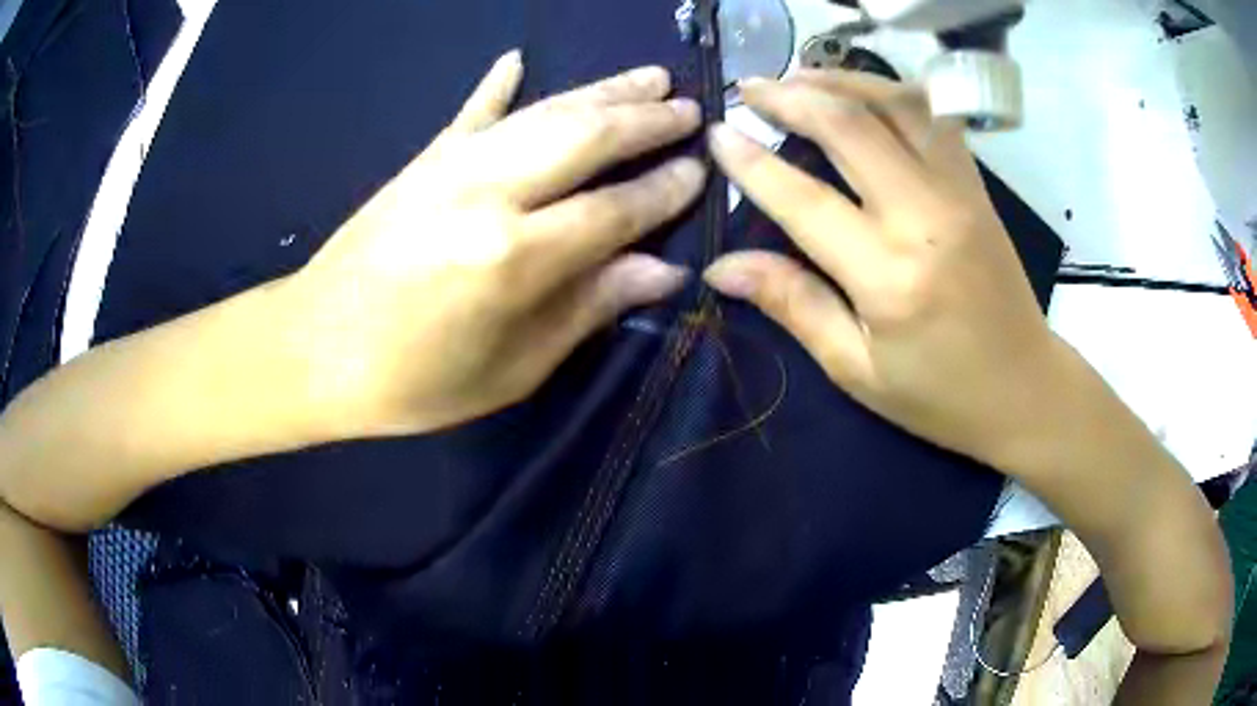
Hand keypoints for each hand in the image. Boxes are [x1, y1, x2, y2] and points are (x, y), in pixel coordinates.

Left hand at [281, 51, 705, 434]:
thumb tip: (662, 271)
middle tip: (692, 108)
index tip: (702, 172)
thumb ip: (588, 310)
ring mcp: (451, 166)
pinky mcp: (422, 160)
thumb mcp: (511, 370)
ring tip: (649, 77)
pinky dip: (497, 83)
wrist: (312, 351)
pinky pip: (471, 110)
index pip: (616, 209)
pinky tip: (517, 57)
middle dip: (648, 121)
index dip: (665, 190)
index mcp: (515, 257)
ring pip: (544, 111)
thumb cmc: (413, 382)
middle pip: (587, 137)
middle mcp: (489, 193)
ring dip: (602, 90)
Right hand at [701, 70, 1067, 471]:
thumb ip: (794, 305)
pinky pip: (933, 117)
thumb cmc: (940, 396)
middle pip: (850, 127)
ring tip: (798, 78)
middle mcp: (926, 217)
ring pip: (895, 105)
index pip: (805, 199)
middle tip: (749, 89)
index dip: (752, 162)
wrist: (1025, 388)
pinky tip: (862, 93)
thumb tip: (721, 266)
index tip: (717, 135)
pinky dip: (890, 92)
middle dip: (791, 97)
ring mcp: (959, 193)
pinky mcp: (977, 186)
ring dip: (840, 81)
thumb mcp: (857, 371)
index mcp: (890, 278)